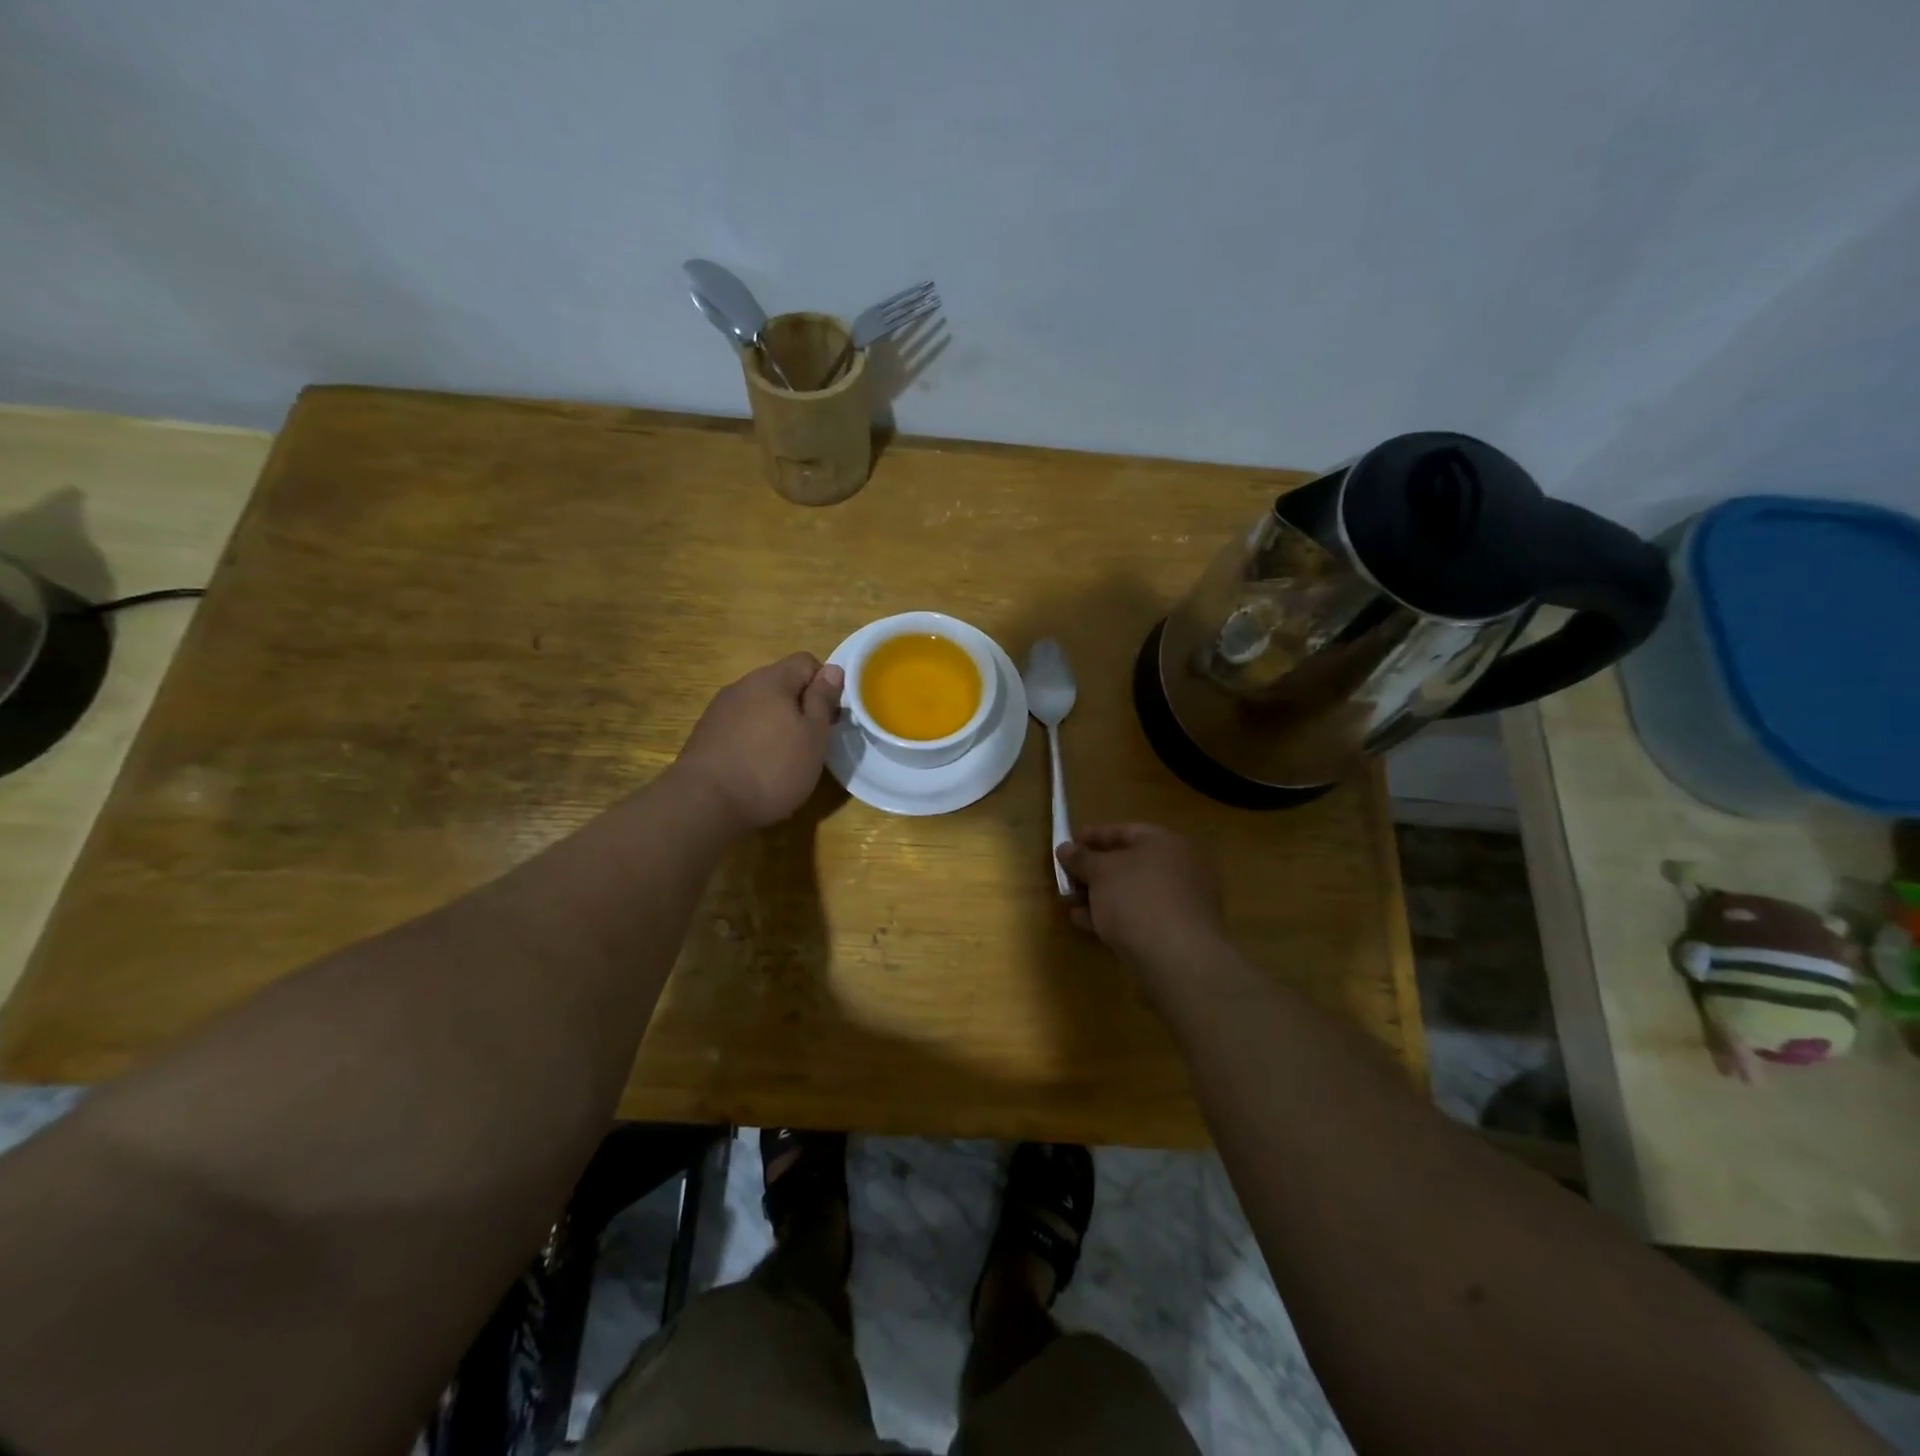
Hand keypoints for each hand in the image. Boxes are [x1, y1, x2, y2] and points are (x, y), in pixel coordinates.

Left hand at [675, 653, 843, 830]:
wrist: (705, 803)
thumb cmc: (772, 768)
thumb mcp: (813, 736)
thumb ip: (823, 699)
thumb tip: (833, 669)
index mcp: (771, 679)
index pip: (806, 662)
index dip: (824, 686)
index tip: (830, 718)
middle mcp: (742, 686)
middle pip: (781, 684)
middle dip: (800, 707)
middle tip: (811, 743)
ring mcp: (719, 710)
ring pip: (759, 707)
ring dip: (776, 725)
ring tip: (783, 759)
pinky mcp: (705, 734)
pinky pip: (740, 727)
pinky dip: (754, 741)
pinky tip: (756, 769)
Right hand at [1057, 824, 1226, 969]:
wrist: (1177, 959)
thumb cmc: (1138, 899)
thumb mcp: (1101, 872)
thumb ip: (1081, 858)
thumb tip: (1065, 848)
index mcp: (1168, 843)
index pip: (1125, 832)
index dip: (1093, 836)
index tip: (1067, 844)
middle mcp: (1180, 869)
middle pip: (1128, 864)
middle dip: (1093, 871)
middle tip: (1066, 878)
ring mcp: (1181, 903)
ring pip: (1131, 893)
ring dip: (1099, 896)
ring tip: (1070, 903)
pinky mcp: (1176, 934)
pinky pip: (1138, 916)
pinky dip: (1113, 916)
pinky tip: (1086, 924)